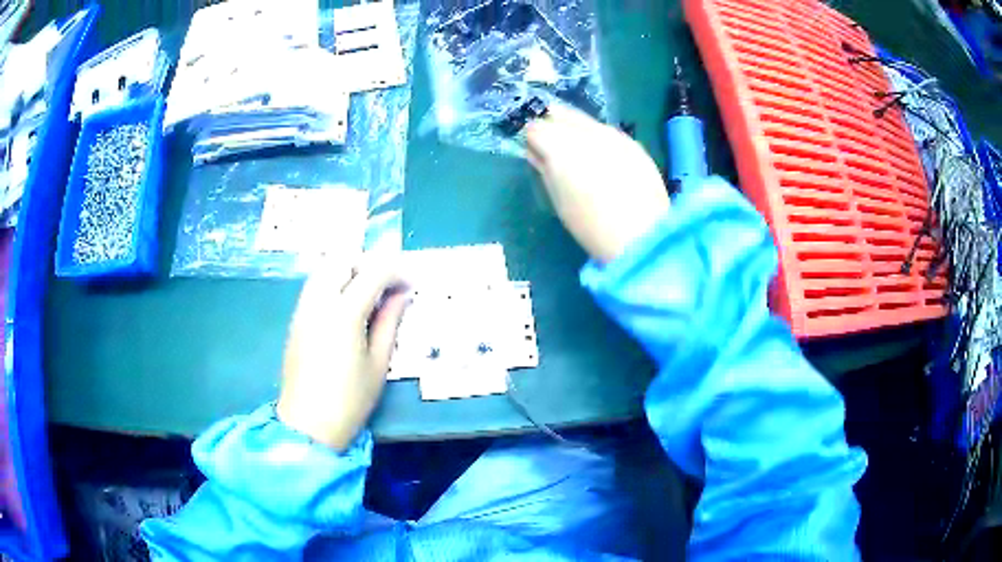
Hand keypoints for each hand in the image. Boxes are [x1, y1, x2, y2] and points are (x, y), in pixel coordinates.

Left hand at [277, 257, 408, 449]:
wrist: (307, 424)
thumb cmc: (350, 399)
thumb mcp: (379, 363)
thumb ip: (390, 322)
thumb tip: (402, 294)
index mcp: (344, 314)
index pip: (372, 273)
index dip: (395, 272)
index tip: (410, 284)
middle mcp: (319, 302)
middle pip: (343, 260)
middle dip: (369, 263)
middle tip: (387, 284)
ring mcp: (303, 308)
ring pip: (325, 268)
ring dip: (349, 269)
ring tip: (368, 292)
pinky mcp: (296, 318)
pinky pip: (315, 284)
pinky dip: (333, 281)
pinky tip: (346, 304)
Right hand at [526, 105, 669, 262]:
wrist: (644, 236)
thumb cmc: (591, 226)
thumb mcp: (558, 199)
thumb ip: (544, 169)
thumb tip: (534, 152)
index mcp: (560, 147)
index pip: (535, 128)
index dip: (531, 140)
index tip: (534, 154)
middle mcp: (585, 132)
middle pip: (558, 114)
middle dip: (551, 127)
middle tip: (553, 149)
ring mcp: (612, 134)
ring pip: (583, 119)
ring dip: (574, 130)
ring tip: (578, 154)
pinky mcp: (632, 142)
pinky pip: (605, 131)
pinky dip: (597, 139)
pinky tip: (601, 159)